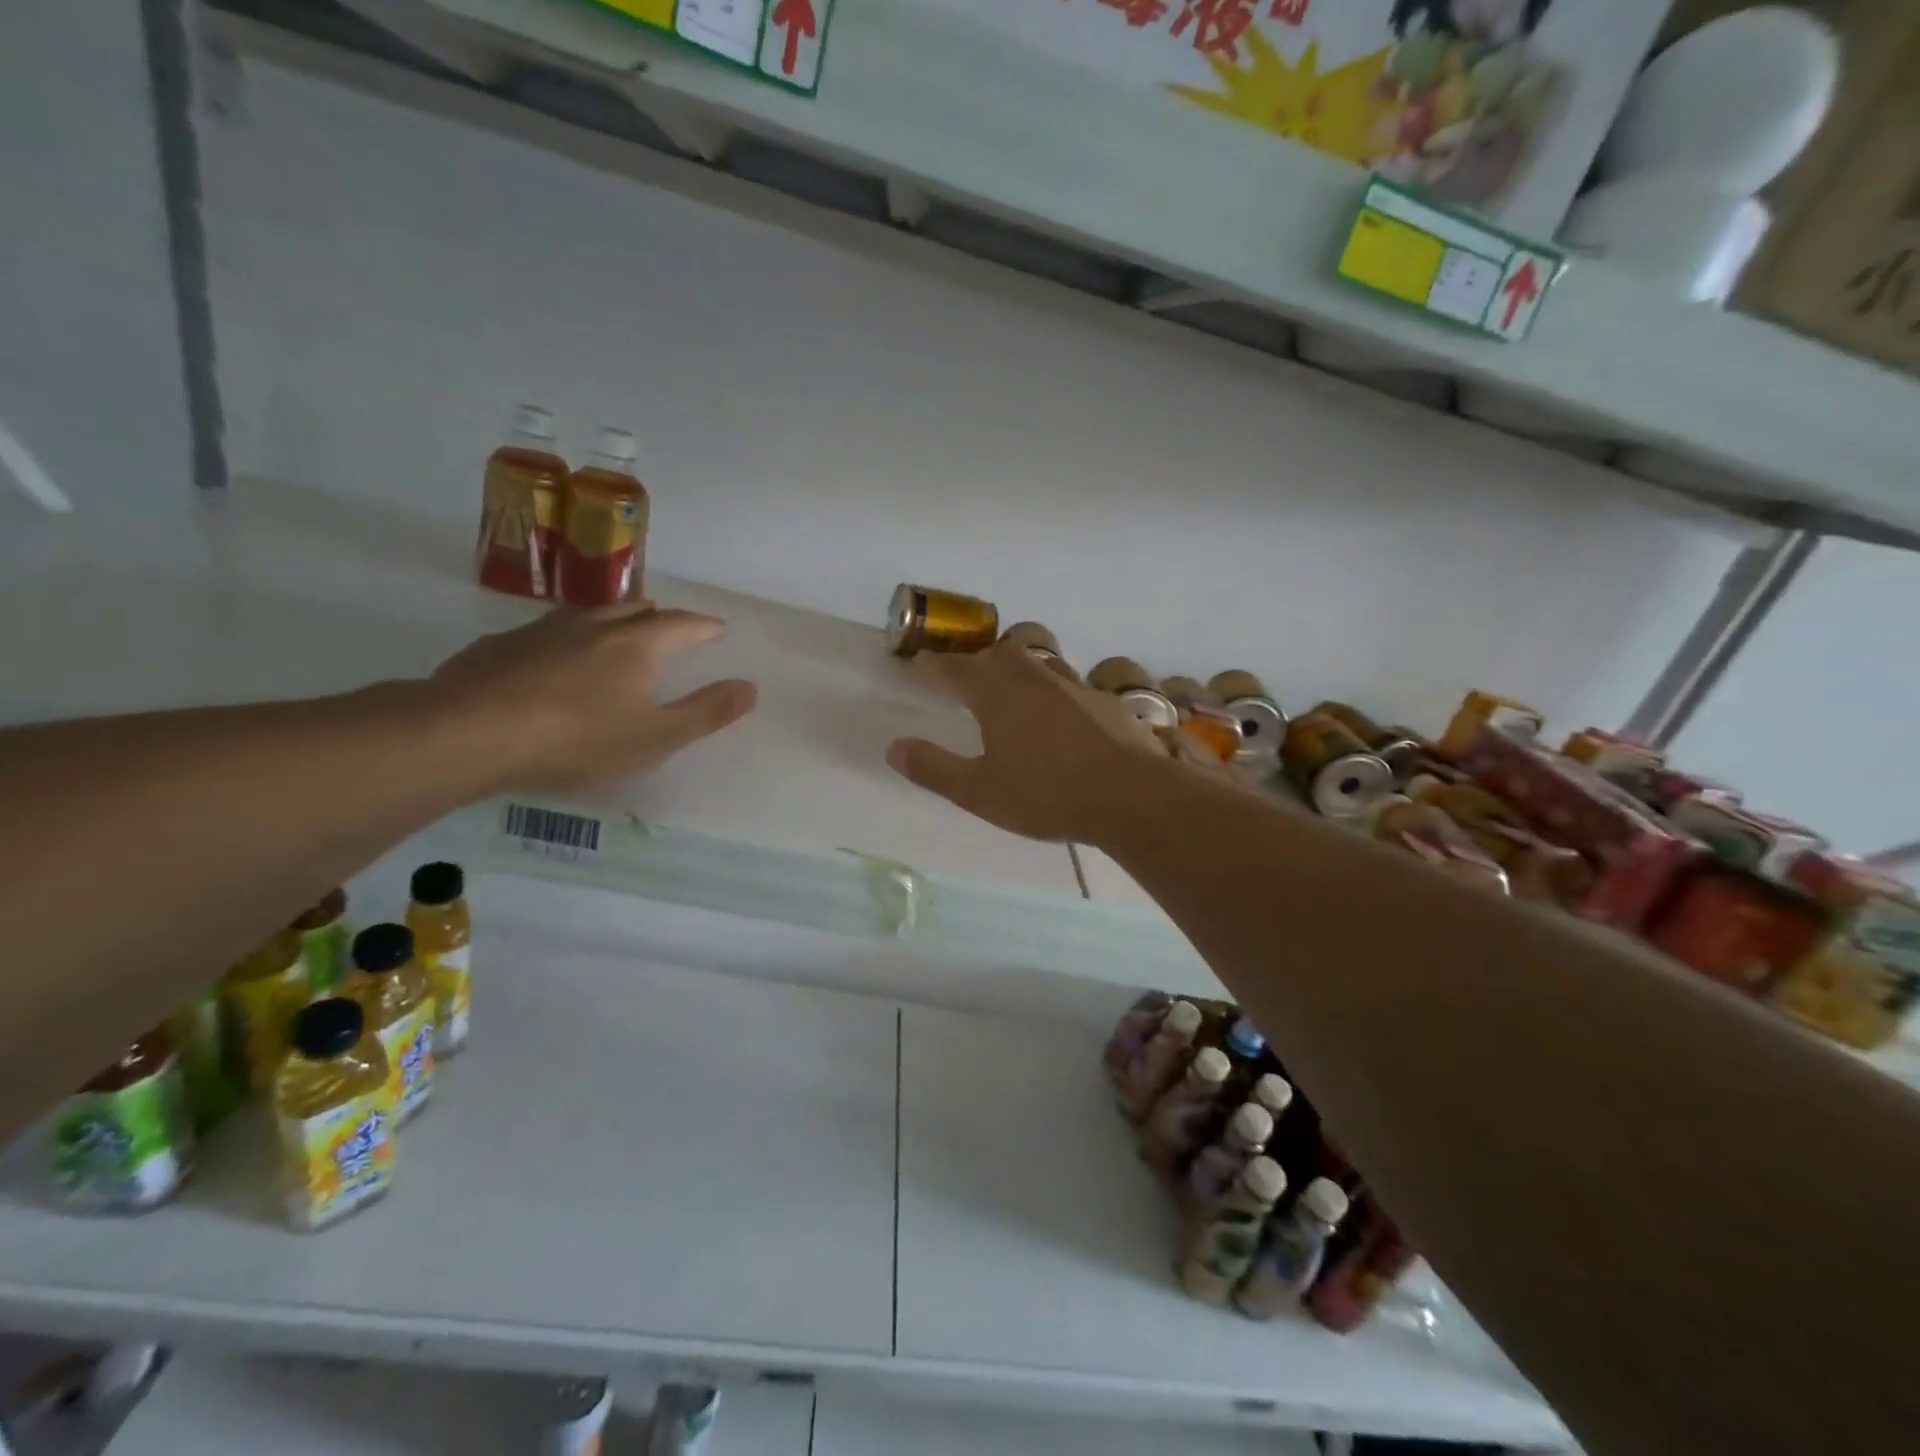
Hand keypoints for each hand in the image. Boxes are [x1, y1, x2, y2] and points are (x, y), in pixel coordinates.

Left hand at [431, 604, 756, 793]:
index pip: (682, 625)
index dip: (704, 627)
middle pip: (635, 610)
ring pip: (587, 614)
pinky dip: (565, 637)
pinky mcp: (500, 645)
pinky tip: (553, 655)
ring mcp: (542, 631)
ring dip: (611, 618)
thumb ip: (706, 712)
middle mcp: (594, 626)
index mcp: (637, 645)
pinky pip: (545, 631)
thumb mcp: (656, 737)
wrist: (471, 733)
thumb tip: (751, 687)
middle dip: (658, 616)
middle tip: (669, 624)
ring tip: (616, 629)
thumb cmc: (579, 739)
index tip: (718, 628)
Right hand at [886, 641, 1164, 842]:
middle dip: (975, 661)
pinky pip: (1067, 686)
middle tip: (963, 677)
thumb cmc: (1046, 794)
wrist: (1130, 796)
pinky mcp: (1103, 701)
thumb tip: (893, 747)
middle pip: (997, 653)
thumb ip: (934, 768)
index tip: (918, 664)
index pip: (953, 667)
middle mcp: (1032, 677)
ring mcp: (1072, 685)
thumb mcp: (979, 792)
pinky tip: (1058, 721)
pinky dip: (1052, 694)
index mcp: (995, 692)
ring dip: (1015, 671)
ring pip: (1035, 664)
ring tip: (1008, 693)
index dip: (933, 665)